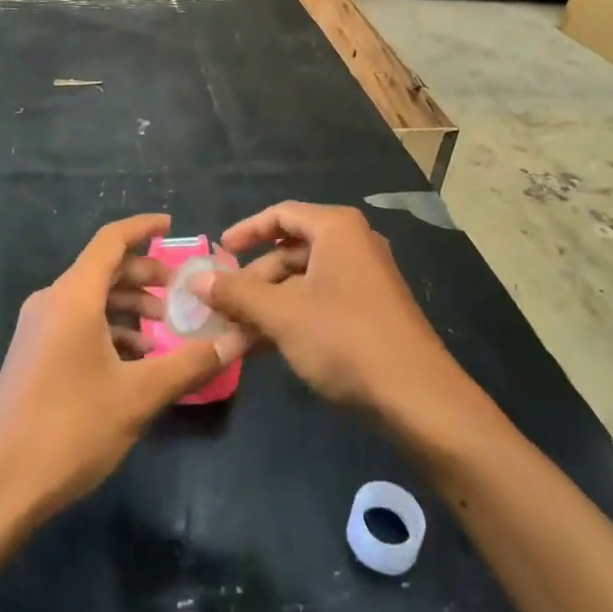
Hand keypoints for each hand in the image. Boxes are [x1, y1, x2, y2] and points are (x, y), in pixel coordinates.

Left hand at [0, 214, 247, 526]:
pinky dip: (109, 329)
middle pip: (104, 269)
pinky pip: (77, 323)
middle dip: (145, 276)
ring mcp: (37, 330)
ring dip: (129, 307)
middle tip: (182, 294)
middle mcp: (52, 301)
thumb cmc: (69, 429)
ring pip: (91, 299)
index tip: (172, 225)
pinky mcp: (31, 356)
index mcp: (73, 296)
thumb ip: (189, 363)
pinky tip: (133, 362)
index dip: (142, 228)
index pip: (111, 240)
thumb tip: (236, 340)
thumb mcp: (138, 396)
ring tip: (164, 332)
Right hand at [196, 202, 466, 426]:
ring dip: (268, 305)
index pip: (282, 215)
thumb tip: (195, 279)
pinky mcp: (370, 311)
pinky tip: (263, 349)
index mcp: (337, 229)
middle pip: (291, 251)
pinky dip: (291, 318)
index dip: (246, 231)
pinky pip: (320, 302)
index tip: (218, 252)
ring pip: (303, 282)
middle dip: (253, 280)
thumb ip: (236, 294)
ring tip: (234, 335)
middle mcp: (353, 244)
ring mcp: (365, 279)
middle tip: (222, 306)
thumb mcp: (282, 315)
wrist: (417, 396)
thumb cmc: (344, 338)